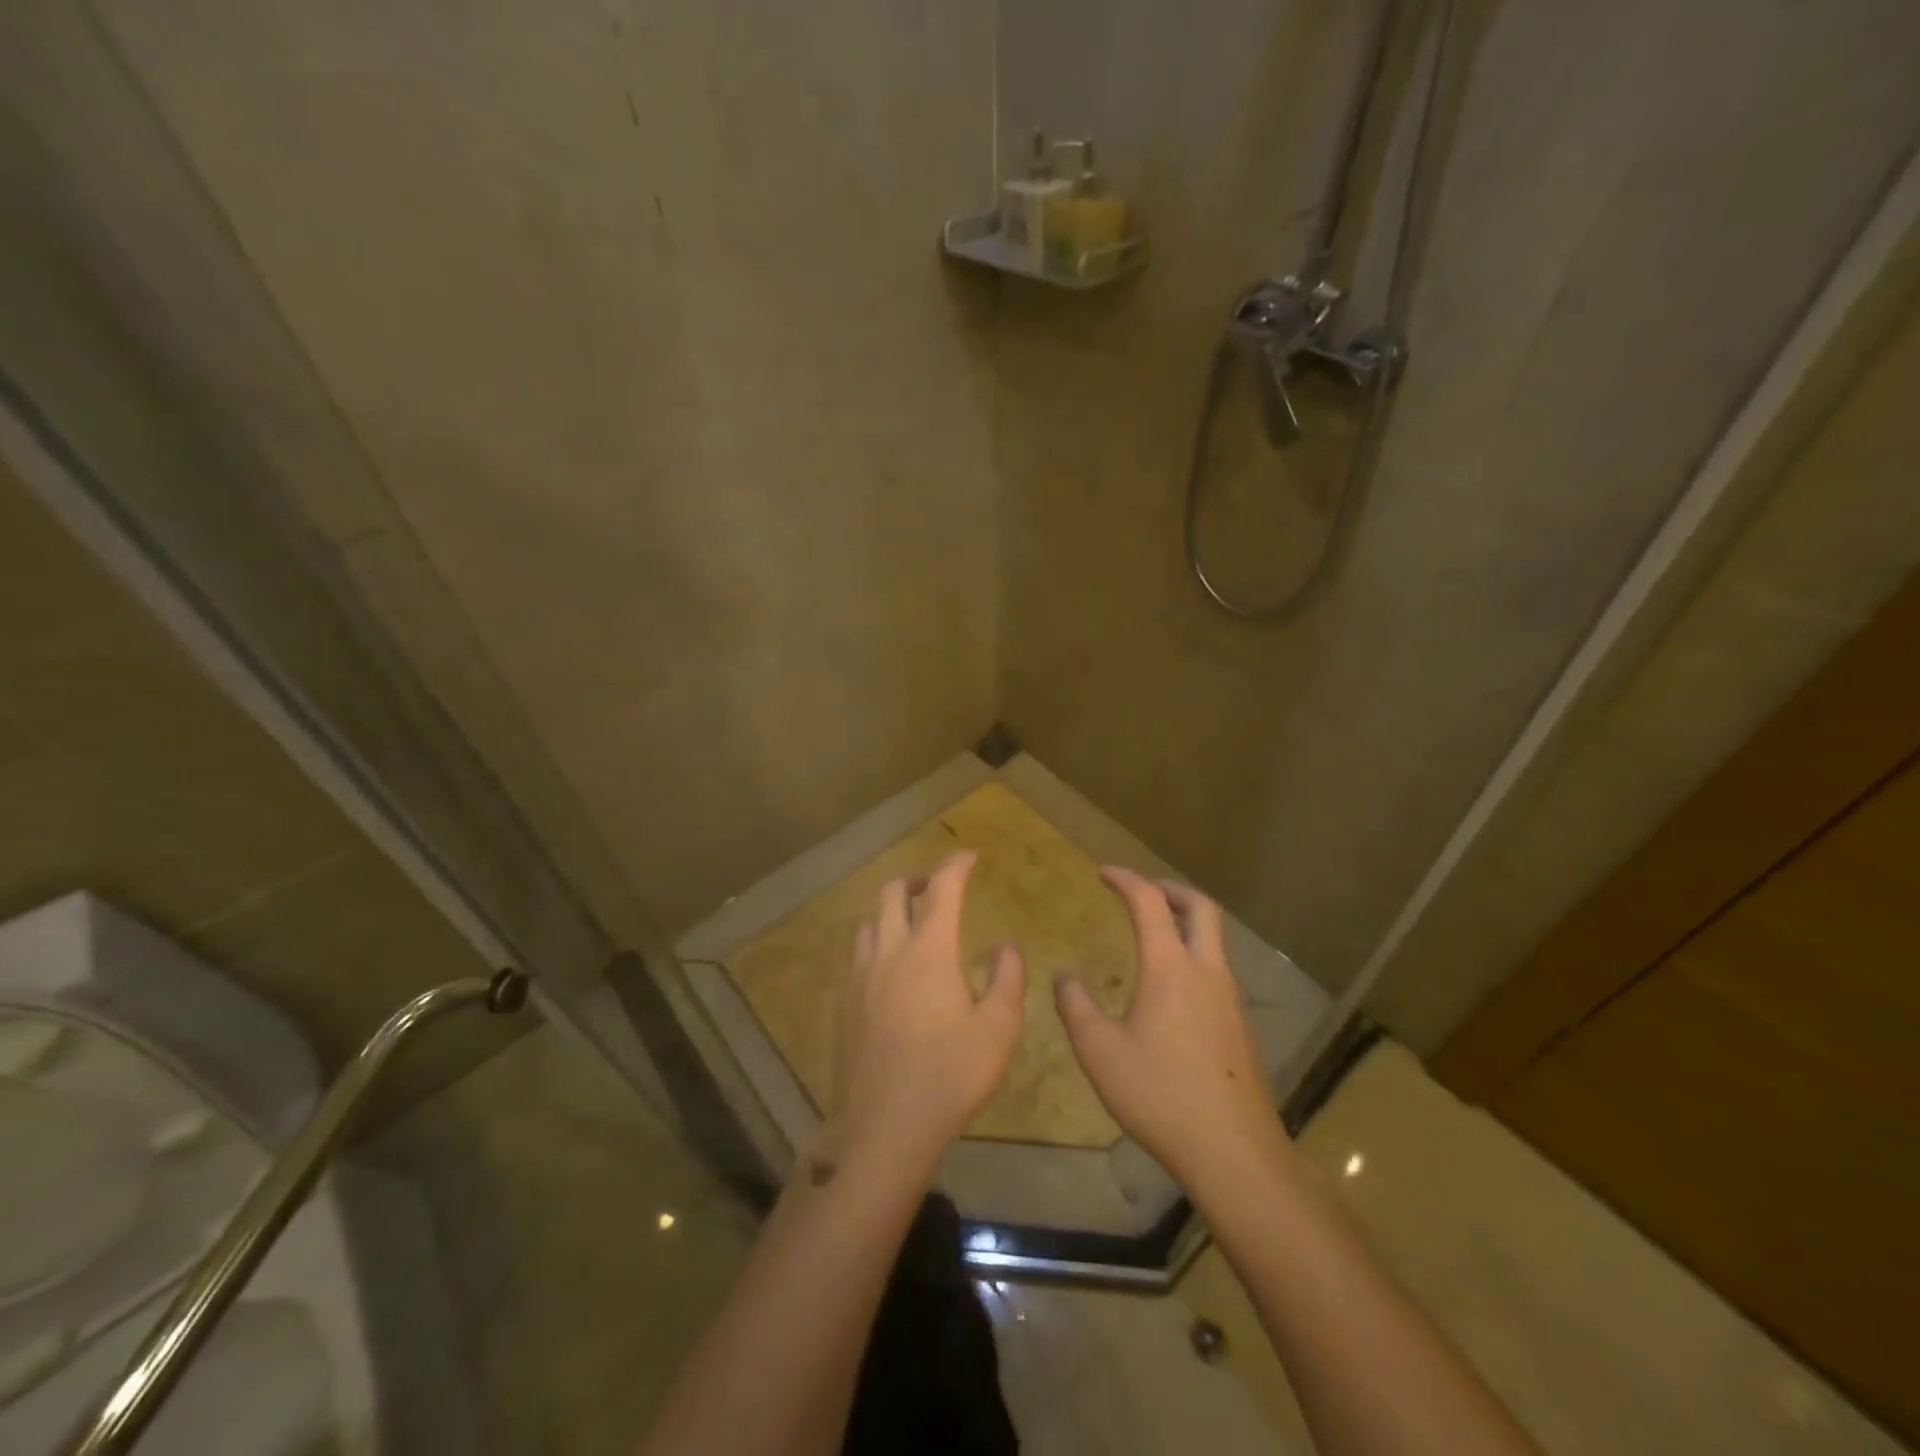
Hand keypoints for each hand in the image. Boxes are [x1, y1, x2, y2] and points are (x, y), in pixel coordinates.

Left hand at [829, 851, 1024, 1173]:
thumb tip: (1005, 947)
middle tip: (938, 889)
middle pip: (892, 892)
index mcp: (929, 950)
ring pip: (870, 923)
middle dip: (917, 880)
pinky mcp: (844, 1004)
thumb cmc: (950, 1076)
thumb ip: (1007, 979)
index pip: (943, 888)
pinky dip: (877, 946)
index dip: (957, 865)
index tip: (970, 856)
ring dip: (892, 913)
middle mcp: (889, 952)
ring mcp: (860, 977)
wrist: (882, 1127)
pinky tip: (891, 975)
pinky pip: (858, 957)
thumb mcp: (999, 1030)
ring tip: (913, 929)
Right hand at [1056, 867, 1287, 1188]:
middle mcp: (1206, 971)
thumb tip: (1064, 976)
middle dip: (1169, 889)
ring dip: (1185, 921)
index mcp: (1170, 968)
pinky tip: (1173, 988)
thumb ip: (1076, 1007)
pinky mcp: (1240, 1025)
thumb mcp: (1099, 1052)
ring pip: (1214, 939)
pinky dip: (1194, 954)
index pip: (1149, 902)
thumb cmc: (1160, 1095)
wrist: (1234, 1151)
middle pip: (1200, 907)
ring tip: (1155, 933)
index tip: (1104, 873)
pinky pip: (1217, 969)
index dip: (1126, 879)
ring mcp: (1230, 999)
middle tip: (1142, 890)